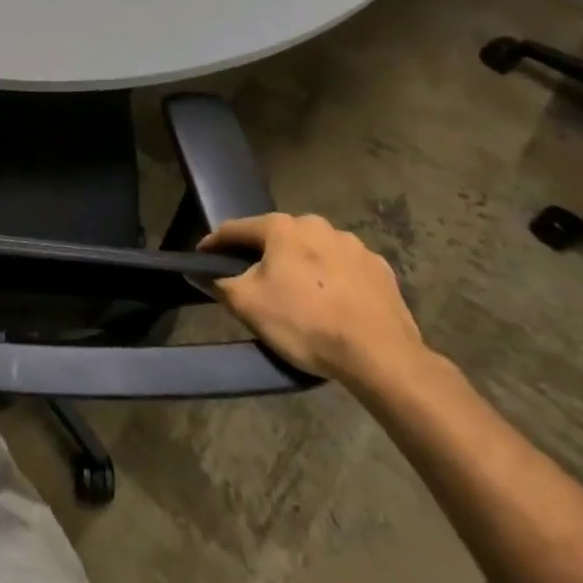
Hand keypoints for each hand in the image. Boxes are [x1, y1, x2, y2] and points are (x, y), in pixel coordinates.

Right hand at [199, 213, 423, 386]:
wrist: (381, 357)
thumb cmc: (305, 323)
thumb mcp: (247, 305)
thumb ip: (219, 283)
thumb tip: (201, 273)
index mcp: (282, 227)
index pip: (236, 229)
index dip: (215, 243)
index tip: (202, 257)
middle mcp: (317, 225)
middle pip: (278, 238)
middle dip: (263, 255)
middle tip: (254, 281)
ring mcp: (354, 246)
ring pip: (313, 251)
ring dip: (301, 265)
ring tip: (298, 296)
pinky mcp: (380, 269)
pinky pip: (344, 269)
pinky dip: (332, 279)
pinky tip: (333, 304)